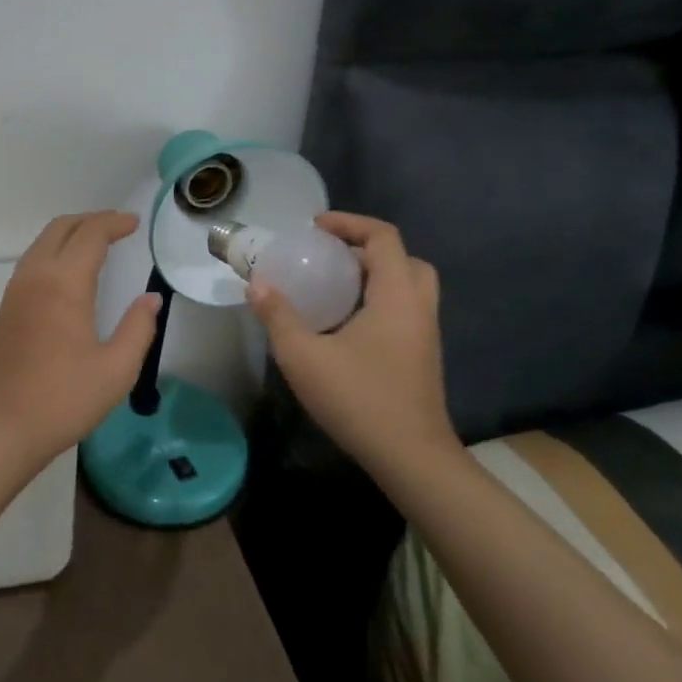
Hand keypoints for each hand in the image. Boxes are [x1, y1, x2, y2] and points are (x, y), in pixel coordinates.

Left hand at [0, 211, 161, 470]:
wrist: (0, 429)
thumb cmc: (63, 400)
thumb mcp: (116, 370)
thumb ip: (138, 328)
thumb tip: (150, 299)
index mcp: (63, 284)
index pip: (90, 234)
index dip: (114, 223)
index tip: (135, 224)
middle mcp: (35, 276)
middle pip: (61, 228)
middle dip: (91, 220)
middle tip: (119, 228)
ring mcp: (14, 291)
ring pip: (42, 242)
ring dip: (71, 234)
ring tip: (98, 245)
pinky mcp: (5, 308)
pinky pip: (32, 261)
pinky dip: (55, 251)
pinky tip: (70, 273)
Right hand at [247, 212, 457, 484]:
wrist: (411, 458)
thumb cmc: (359, 400)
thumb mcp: (304, 356)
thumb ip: (278, 316)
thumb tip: (256, 284)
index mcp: (396, 295)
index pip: (383, 237)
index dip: (349, 223)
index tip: (315, 228)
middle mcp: (418, 306)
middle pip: (402, 257)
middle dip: (364, 248)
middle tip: (328, 256)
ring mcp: (425, 332)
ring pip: (407, 284)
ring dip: (374, 274)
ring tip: (333, 285)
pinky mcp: (422, 355)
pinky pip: (404, 308)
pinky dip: (379, 299)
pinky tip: (345, 322)